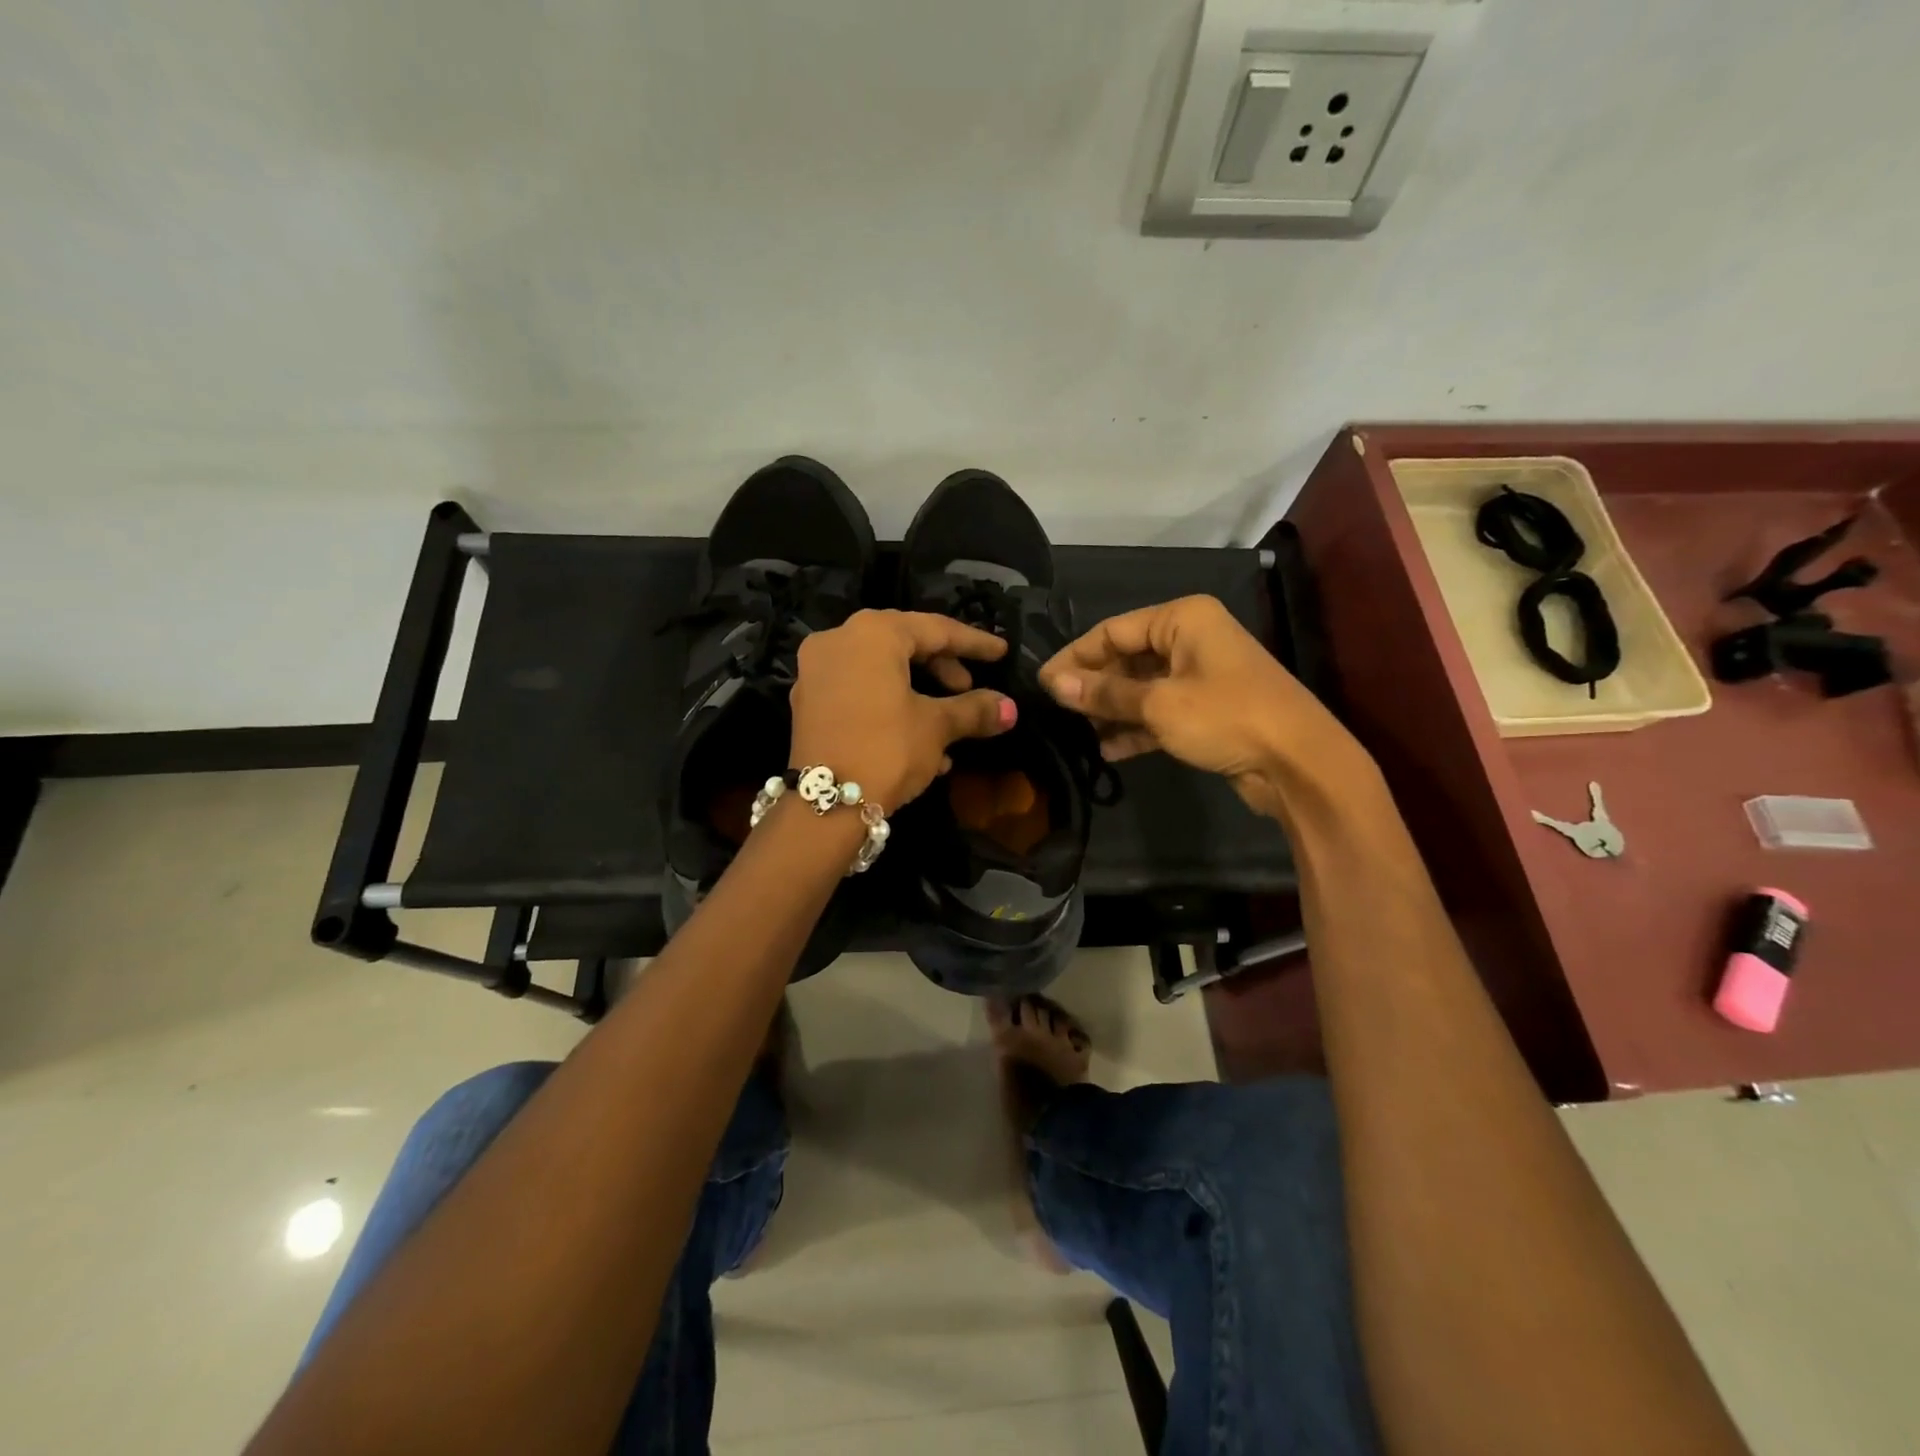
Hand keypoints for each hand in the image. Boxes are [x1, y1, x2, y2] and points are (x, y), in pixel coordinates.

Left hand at [789, 609, 1017, 812]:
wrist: (825, 805)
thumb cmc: (887, 750)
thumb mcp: (936, 727)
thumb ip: (974, 709)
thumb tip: (1009, 708)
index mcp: (872, 633)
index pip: (935, 629)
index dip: (974, 643)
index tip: (1001, 653)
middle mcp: (838, 640)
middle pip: (903, 644)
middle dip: (942, 668)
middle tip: (968, 688)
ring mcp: (816, 671)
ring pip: (881, 671)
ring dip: (919, 693)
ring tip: (950, 724)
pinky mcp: (807, 702)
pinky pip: (859, 691)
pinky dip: (890, 705)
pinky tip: (919, 743)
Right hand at [1039, 595, 1368, 818]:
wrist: (1299, 764)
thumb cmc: (1226, 717)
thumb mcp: (1158, 704)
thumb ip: (1104, 693)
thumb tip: (1053, 683)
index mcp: (1182, 619)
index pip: (1113, 630)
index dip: (1075, 656)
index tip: (1042, 684)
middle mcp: (1191, 639)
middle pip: (1127, 657)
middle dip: (1093, 686)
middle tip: (1057, 712)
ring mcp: (1201, 676)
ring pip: (1142, 687)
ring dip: (1112, 710)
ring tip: (1077, 734)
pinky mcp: (1207, 711)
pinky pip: (1160, 712)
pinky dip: (1136, 728)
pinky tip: (1108, 750)